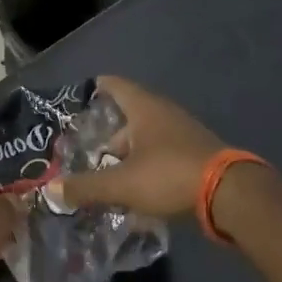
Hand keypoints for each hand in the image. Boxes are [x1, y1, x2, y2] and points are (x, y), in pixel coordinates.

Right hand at [53, 75, 224, 217]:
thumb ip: (85, 187)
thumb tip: (49, 190)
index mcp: (145, 108)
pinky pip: (161, 158)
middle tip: (82, 152)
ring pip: (145, 141)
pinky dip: (144, 170)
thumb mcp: (121, 184)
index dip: (94, 89)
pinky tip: (133, 192)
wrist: (231, 196)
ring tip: (103, 177)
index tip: (76, 99)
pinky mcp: (195, 157)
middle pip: (127, 118)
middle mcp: (164, 114)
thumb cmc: (170, 176)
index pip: (115, 85)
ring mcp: (183, 135)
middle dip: (105, 136)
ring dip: (125, 157)